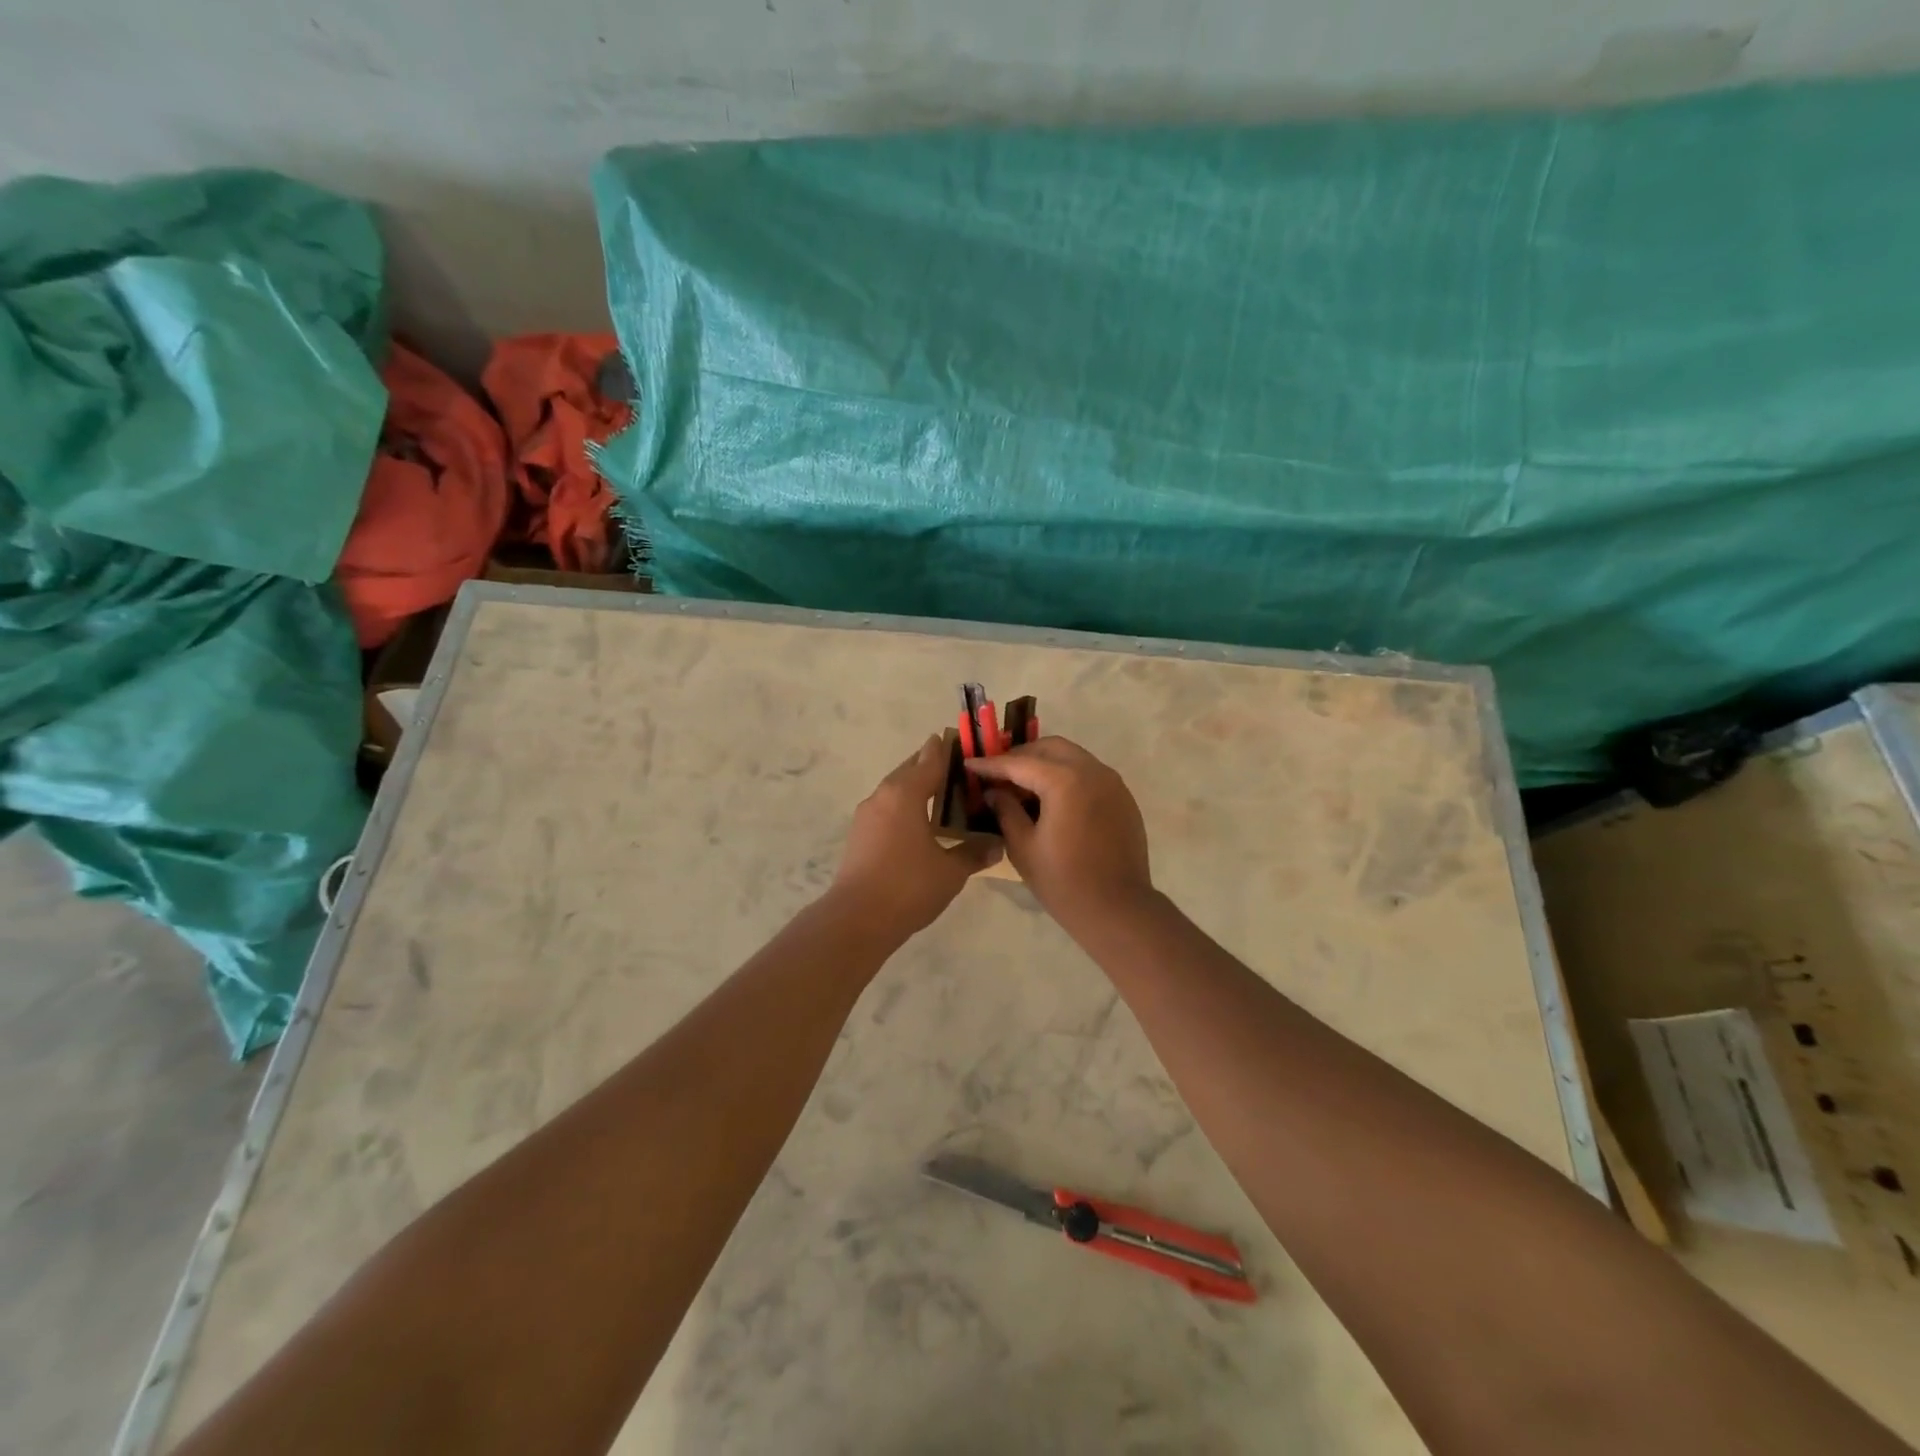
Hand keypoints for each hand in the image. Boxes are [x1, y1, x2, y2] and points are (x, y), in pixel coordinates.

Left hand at [829, 735, 999, 940]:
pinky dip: (905, 806)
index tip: (963, 740)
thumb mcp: (950, 871)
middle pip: (909, 769)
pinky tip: (920, 821)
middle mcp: (883, 796)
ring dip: (916, 786)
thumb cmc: (908, 887)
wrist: (857, 919)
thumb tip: (997, 845)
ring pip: (895, 789)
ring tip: (942, 793)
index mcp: (905, 794)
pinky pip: (887, 808)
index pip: (930, 760)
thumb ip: (974, 853)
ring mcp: (867, 815)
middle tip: (958, 767)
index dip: (948, 749)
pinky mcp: (859, 835)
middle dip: (931, 764)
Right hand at [968, 737, 1152, 932]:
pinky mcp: (1123, 798)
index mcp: (1065, 781)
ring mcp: (1112, 783)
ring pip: (1073, 757)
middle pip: (1050, 748)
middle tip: (999, 774)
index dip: (991, 764)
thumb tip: (995, 792)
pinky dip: (1067, 776)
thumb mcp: (1023, 847)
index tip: (970, 764)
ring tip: (1023, 786)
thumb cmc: (1064, 882)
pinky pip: (1090, 774)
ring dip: (1046, 764)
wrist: (1118, 909)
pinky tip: (1053, 800)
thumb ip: (1006, 811)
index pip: (1020, 763)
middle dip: (1022, 756)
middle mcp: (1092, 771)